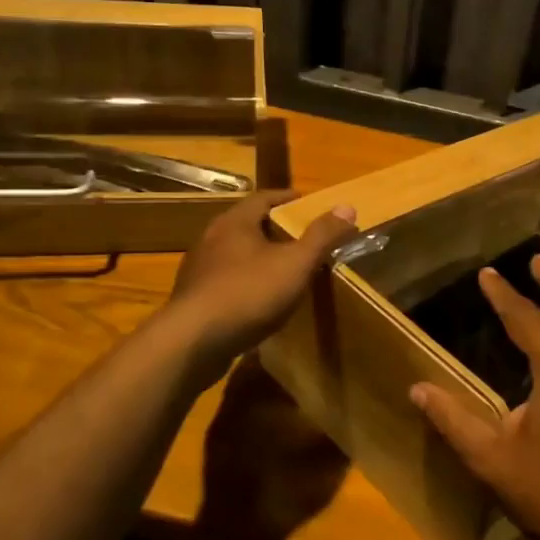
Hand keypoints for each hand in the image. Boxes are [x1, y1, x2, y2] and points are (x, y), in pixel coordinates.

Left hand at [168, 190, 355, 375]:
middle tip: (298, 235)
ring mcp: (198, 269)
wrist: (193, 342)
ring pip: (233, 253)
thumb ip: (321, 236)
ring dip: (256, 256)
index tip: (306, 202)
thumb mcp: (296, 264)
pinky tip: (257, 299)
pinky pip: (224, 280)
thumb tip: (347, 207)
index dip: (287, 198)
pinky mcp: (192, 298)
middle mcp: (211, 238)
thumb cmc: (248, 293)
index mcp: (234, 222)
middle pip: (246, 224)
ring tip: (280, 268)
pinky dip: (244, 281)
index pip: (263, 198)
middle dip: (272, 227)